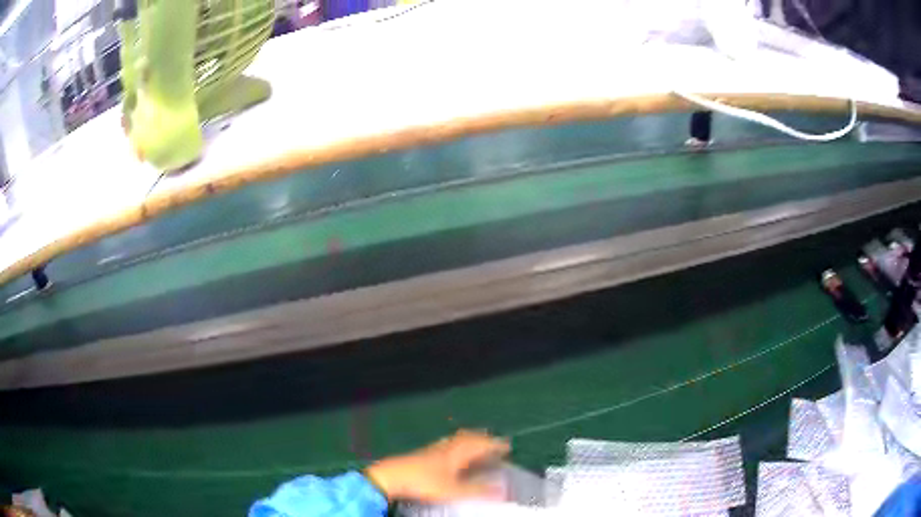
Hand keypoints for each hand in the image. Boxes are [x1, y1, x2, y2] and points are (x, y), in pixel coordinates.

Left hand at [364, 429, 510, 502]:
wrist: (392, 476)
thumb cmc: (424, 482)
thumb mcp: (453, 491)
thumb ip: (476, 491)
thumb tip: (501, 491)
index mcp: (457, 453)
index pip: (480, 444)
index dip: (494, 445)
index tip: (507, 446)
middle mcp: (447, 447)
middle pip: (468, 437)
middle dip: (482, 439)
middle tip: (493, 442)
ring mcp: (434, 449)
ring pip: (456, 440)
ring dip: (469, 440)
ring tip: (476, 445)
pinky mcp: (424, 454)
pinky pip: (447, 444)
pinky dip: (457, 445)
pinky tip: (452, 454)